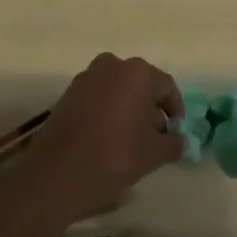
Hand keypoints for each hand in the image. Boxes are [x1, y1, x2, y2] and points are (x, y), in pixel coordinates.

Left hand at [29, 53, 183, 223]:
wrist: (58, 171)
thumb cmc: (115, 155)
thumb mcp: (155, 154)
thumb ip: (174, 143)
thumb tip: (177, 140)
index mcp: (139, 73)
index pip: (167, 88)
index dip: (175, 111)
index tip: (174, 133)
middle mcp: (113, 65)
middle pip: (141, 85)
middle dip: (150, 108)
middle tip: (153, 137)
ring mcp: (87, 77)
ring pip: (118, 89)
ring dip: (128, 108)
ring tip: (129, 139)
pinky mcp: (68, 92)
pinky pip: (98, 97)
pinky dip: (107, 111)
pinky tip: (107, 137)